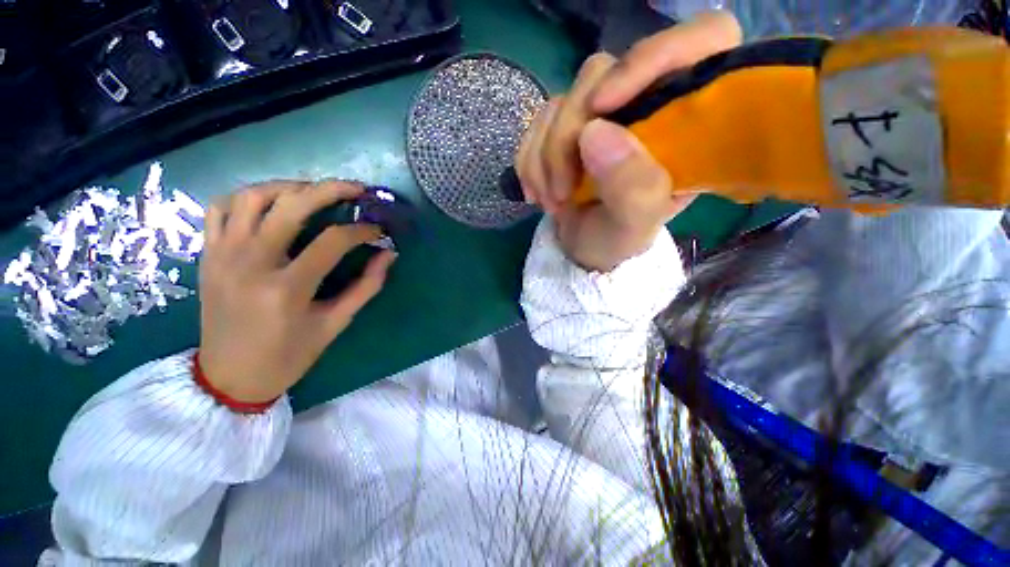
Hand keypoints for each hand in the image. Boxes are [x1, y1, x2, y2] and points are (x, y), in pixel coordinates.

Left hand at [198, 180, 395, 404]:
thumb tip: (388, 255)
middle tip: (355, 189)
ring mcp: (223, 255)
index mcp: (287, 289)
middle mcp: (251, 263)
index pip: (333, 241)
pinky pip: (221, 208)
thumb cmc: (288, 355)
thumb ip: (366, 286)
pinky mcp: (208, 255)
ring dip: (289, 187)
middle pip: (292, 206)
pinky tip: (271, 203)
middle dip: (330, 190)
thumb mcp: (335, 324)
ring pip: (253, 197)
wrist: (229, 377)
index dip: (362, 230)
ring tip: (314, 192)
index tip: (379, 230)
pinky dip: (248, 196)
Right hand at [516, 12, 741, 271]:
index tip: (602, 106)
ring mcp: (601, 115)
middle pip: (602, 74)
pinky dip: (529, 160)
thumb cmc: (617, 241)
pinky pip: (538, 123)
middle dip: (568, 137)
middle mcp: (645, 106)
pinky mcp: (568, 127)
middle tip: (562, 190)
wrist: (582, 250)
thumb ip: (633, 187)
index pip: (701, 41)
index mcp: (687, 124)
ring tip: (552, 201)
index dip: (653, 57)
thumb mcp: (634, 227)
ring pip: (562, 102)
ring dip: (544, 157)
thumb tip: (594, 132)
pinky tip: (536, 192)